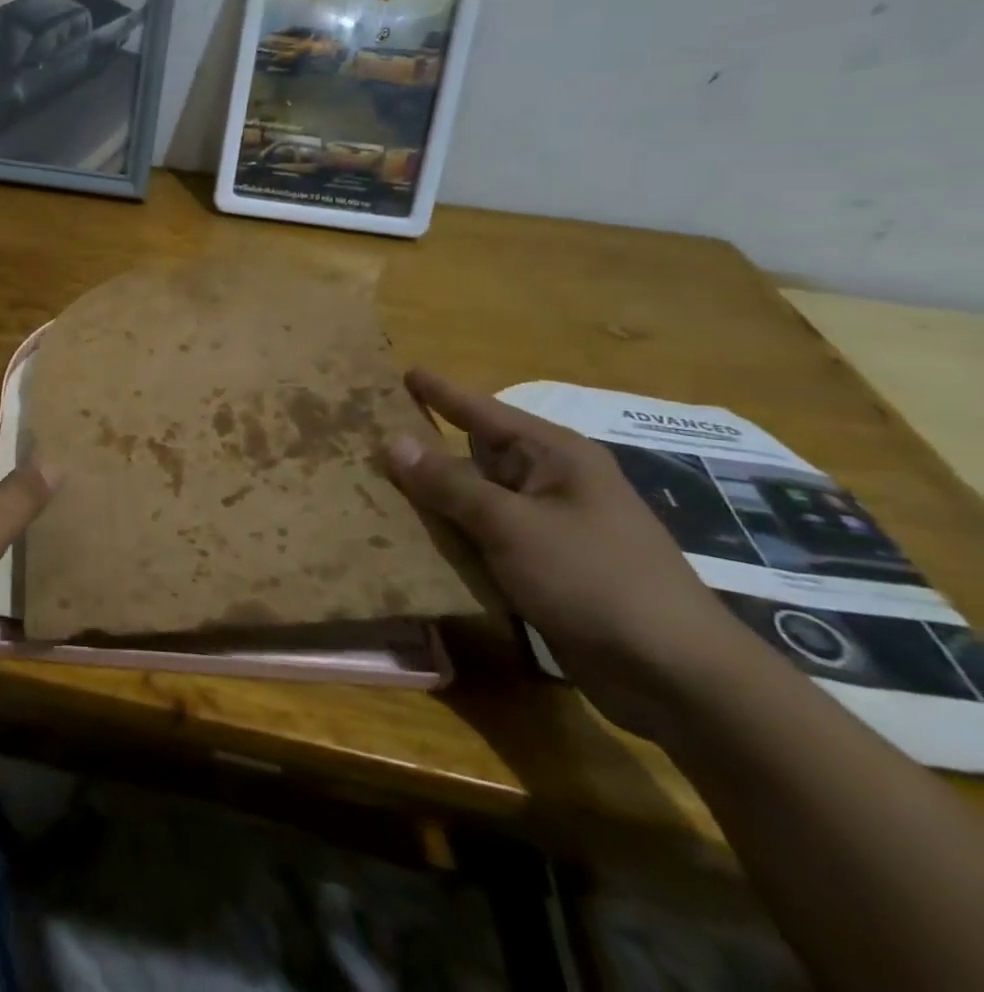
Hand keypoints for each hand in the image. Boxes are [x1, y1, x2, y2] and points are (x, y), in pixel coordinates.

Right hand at [382, 368, 749, 737]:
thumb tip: (393, 441)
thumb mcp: (511, 525)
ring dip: (435, 498)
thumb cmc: (594, 579)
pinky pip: (486, 539)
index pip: (483, 412)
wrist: (676, 676)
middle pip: (476, 455)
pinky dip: (453, 536)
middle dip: (427, 449)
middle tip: (371, 436)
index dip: (442, 393)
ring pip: (477, 500)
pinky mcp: (546, 569)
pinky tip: (412, 538)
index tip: (405, 371)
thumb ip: (449, 483)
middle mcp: (552, 484)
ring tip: (376, 485)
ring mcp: (550, 529)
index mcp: (554, 457)